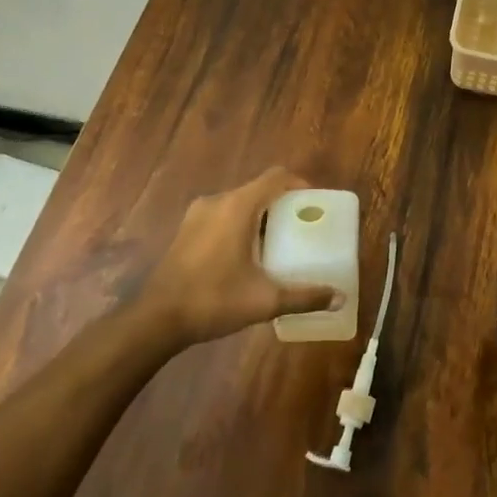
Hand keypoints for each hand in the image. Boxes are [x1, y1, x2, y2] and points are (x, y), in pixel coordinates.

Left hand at [138, 167, 335, 345]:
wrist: (155, 320)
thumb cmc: (213, 300)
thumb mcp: (265, 300)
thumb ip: (304, 297)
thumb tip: (340, 298)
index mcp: (238, 206)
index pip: (276, 177)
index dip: (300, 184)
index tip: (315, 203)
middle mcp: (217, 201)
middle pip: (258, 189)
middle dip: (283, 204)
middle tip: (302, 226)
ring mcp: (197, 214)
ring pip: (239, 203)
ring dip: (261, 215)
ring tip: (279, 241)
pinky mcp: (186, 230)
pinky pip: (222, 215)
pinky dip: (241, 224)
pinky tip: (248, 254)